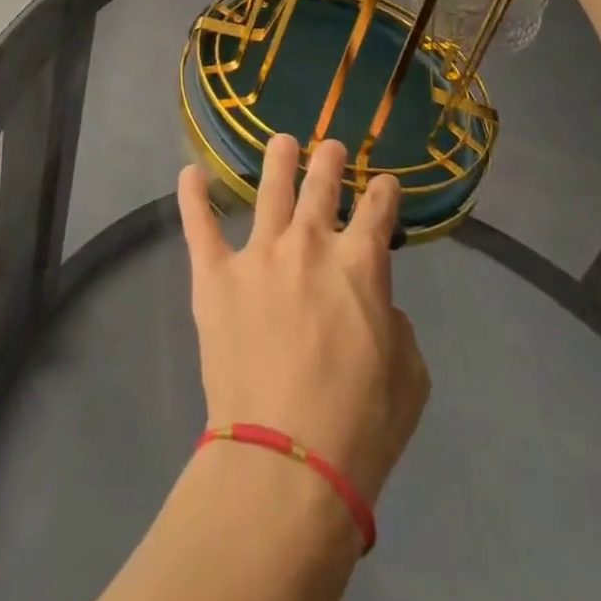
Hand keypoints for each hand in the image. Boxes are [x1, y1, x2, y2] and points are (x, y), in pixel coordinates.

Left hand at [177, 136, 429, 505]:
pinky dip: (194, 196)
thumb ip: (396, 325)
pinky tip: (191, 173)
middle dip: (329, 161)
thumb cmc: (359, 425)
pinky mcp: (215, 274)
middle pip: (320, 186)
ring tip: (281, 142)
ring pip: (269, 190)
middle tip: (330, 148)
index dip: (383, 192)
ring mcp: (257, 254)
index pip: (376, 209)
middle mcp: (308, 244)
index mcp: (360, 264)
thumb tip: (376, 303)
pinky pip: (200, 224)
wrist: (287, 459)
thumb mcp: (409, 377)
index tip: (383, 184)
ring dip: (278, 161)